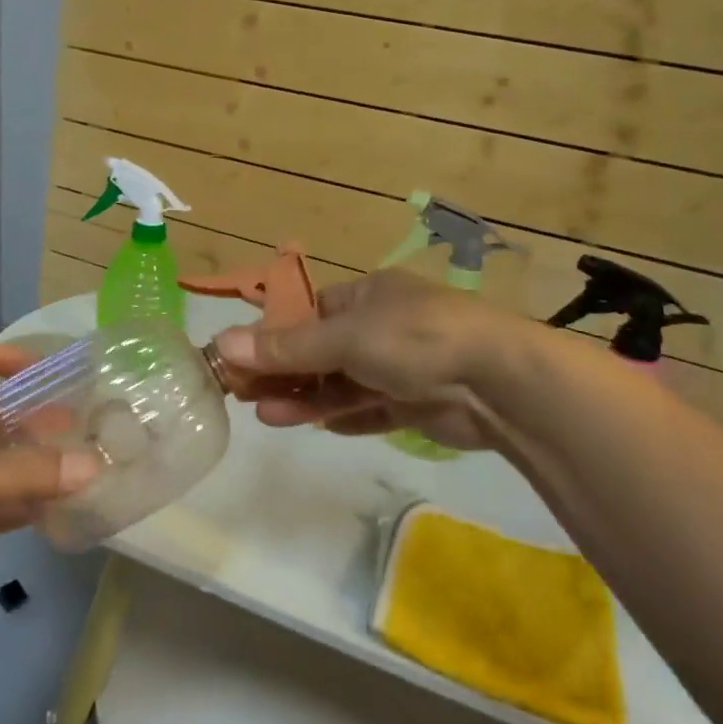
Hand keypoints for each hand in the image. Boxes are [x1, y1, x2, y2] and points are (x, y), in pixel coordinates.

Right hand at [214, 271, 526, 452]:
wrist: (500, 381)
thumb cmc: (415, 338)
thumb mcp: (344, 337)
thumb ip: (286, 347)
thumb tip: (222, 343)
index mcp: (368, 296)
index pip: (309, 313)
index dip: (273, 335)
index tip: (239, 359)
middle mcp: (383, 327)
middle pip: (321, 351)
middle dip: (285, 373)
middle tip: (244, 395)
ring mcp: (402, 366)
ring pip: (343, 384)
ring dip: (307, 399)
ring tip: (268, 416)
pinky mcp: (418, 403)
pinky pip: (371, 409)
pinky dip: (346, 417)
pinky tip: (320, 427)